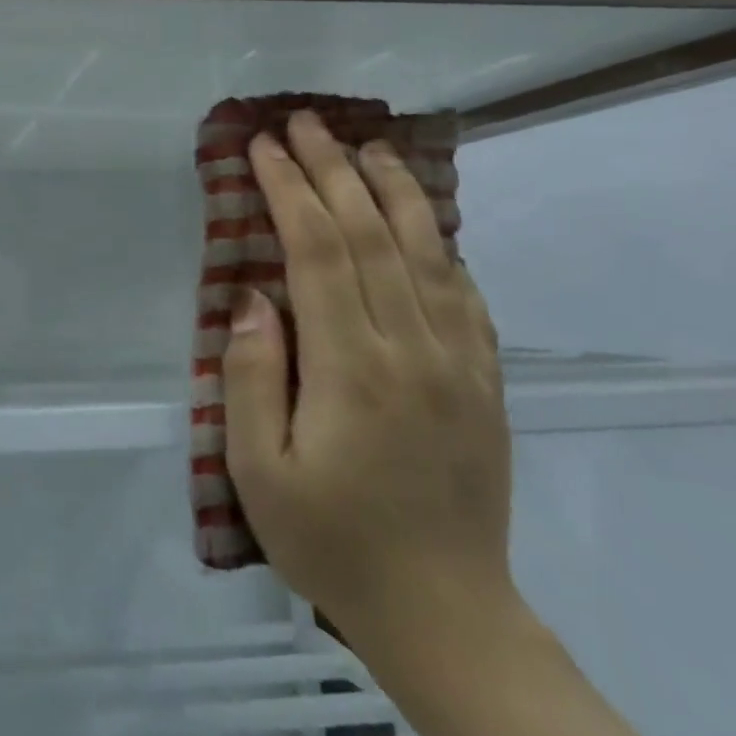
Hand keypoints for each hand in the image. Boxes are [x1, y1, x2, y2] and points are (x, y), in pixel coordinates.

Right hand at [222, 110, 515, 654]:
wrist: (442, 611)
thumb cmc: (329, 539)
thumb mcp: (257, 468)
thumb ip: (250, 374)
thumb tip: (252, 297)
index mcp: (351, 368)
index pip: (318, 252)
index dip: (289, 191)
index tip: (263, 148)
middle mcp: (413, 349)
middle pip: (372, 235)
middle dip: (333, 170)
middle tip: (304, 123)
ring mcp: (459, 363)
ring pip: (426, 252)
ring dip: (393, 190)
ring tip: (366, 146)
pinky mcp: (484, 381)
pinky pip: (463, 294)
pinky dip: (438, 244)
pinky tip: (423, 220)